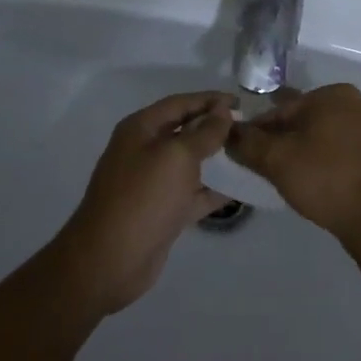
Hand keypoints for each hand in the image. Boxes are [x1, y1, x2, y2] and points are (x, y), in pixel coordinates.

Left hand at [49, 91, 234, 315]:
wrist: (110, 260)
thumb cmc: (143, 198)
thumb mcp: (177, 157)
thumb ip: (204, 132)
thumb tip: (222, 110)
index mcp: (141, 129)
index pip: (180, 103)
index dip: (210, 99)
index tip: (241, 101)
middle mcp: (145, 151)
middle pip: (185, 131)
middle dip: (215, 128)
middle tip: (249, 128)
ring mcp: (153, 183)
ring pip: (190, 163)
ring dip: (217, 159)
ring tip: (249, 155)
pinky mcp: (163, 211)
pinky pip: (193, 193)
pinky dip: (214, 191)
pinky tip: (241, 189)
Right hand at [226, 84, 360, 244]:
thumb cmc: (325, 177)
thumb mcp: (276, 159)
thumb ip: (247, 142)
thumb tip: (227, 132)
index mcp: (331, 94)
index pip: (279, 109)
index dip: (256, 131)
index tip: (241, 154)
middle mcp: (352, 104)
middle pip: (298, 121)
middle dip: (277, 142)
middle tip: (258, 168)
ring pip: (315, 138)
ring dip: (296, 154)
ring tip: (279, 178)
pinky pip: (333, 153)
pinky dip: (316, 163)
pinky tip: (306, 183)